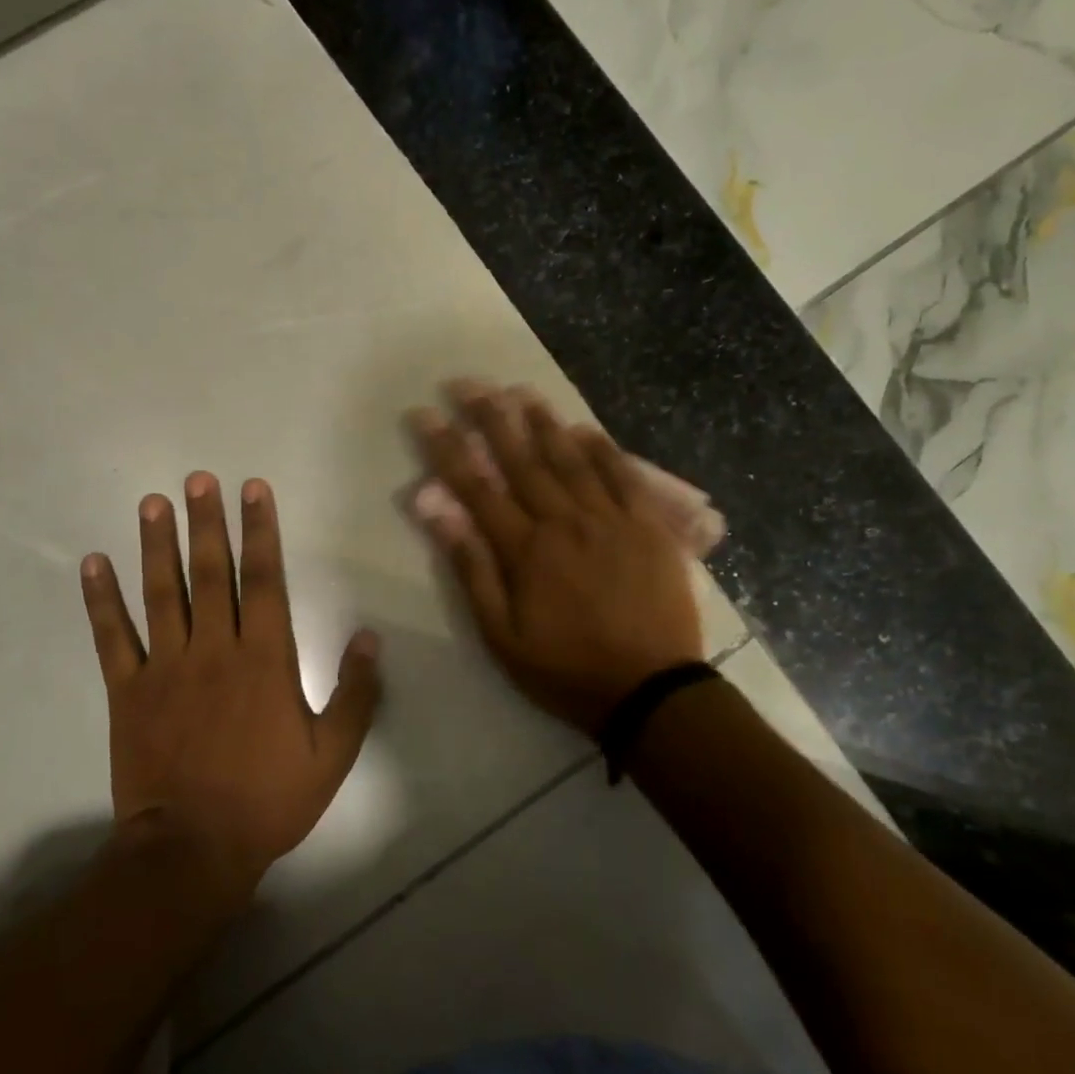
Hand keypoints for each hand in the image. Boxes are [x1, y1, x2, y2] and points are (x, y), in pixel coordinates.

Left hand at [79, 474, 381, 893]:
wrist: (193, 850)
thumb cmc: (269, 800)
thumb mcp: (333, 754)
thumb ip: (355, 693)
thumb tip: (368, 637)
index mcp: (265, 659)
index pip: (264, 580)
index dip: (261, 531)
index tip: (254, 490)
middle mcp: (214, 649)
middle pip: (211, 573)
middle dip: (207, 522)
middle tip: (198, 479)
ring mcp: (166, 667)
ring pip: (161, 593)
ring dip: (157, 545)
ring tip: (152, 503)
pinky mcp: (128, 691)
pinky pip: (113, 637)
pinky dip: (101, 599)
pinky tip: (92, 562)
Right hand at [409, 382, 704, 733]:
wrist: (650, 690)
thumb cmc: (565, 668)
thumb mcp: (501, 634)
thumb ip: (471, 569)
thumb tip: (437, 512)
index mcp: (525, 548)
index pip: (476, 486)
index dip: (447, 447)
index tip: (424, 414)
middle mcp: (564, 520)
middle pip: (521, 459)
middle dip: (490, 417)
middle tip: (468, 383)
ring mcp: (610, 519)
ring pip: (570, 458)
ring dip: (542, 422)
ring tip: (520, 391)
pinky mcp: (648, 526)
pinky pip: (622, 476)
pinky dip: (602, 449)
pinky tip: (585, 429)